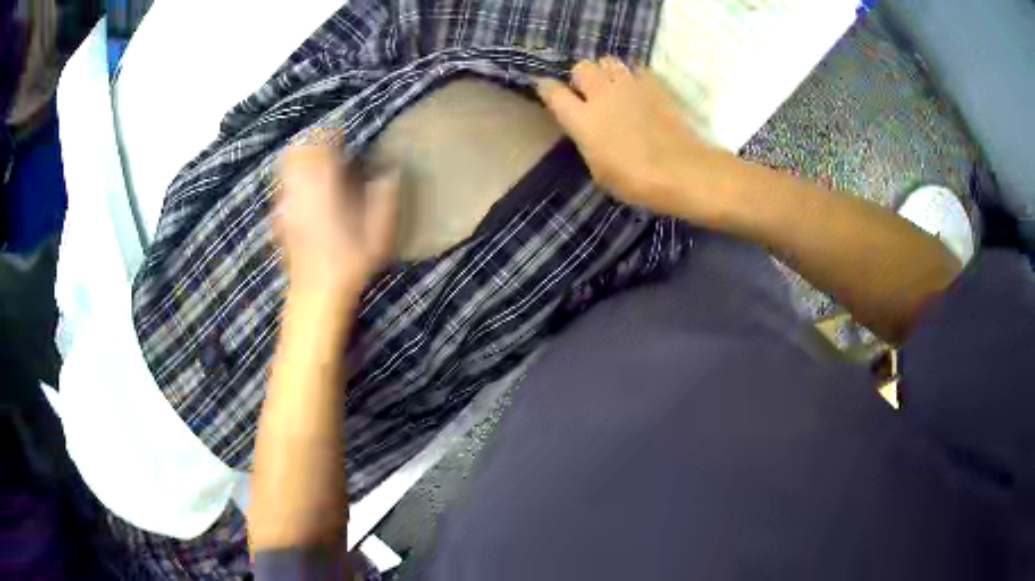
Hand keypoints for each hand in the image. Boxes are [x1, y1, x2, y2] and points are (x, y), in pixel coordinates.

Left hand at [275, 137, 398, 294]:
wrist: (316, 295)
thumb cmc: (350, 264)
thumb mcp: (378, 233)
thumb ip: (384, 199)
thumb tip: (390, 172)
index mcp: (325, 188)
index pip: (321, 146)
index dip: (331, 135)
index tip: (344, 137)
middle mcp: (301, 190)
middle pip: (297, 150)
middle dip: (312, 141)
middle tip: (329, 147)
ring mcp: (286, 203)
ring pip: (285, 165)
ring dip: (300, 157)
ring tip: (317, 165)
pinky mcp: (280, 217)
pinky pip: (282, 185)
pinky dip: (293, 178)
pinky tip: (306, 191)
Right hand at [535, 57, 719, 219]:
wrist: (680, 170)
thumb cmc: (635, 180)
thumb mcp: (599, 170)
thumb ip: (588, 141)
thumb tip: (588, 129)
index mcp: (582, 118)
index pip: (552, 91)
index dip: (547, 89)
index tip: (548, 92)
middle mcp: (601, 94)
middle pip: (582, 67)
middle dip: (582, 77)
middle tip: (589, 93)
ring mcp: (629, 85)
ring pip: (608, 60)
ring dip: (606, 71)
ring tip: (614, 87)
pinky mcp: (654, 84)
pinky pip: (637, 68)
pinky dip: (634, 75)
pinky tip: (638, 89)